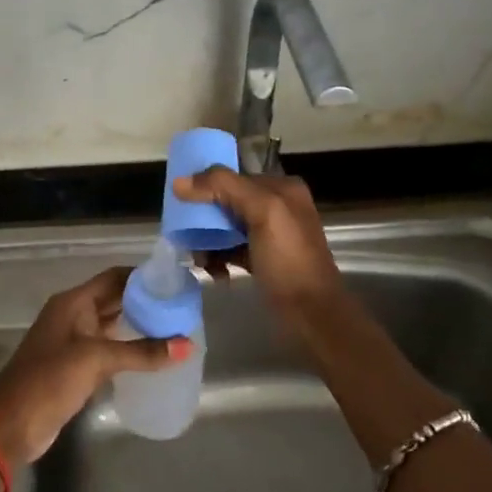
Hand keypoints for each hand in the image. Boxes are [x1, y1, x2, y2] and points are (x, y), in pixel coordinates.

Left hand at [0, 267, 193, 467]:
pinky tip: (152, 358)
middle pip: (114, 300)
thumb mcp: (97, 360)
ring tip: (175, 331)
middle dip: (145, 302)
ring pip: (111, 326)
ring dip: (138, 327)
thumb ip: (141, 352)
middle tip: (182, 309)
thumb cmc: (49, 381)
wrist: (11, 426)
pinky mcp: (74, 368)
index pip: (114, 278)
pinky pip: (107, 350)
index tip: (175, 283)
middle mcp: (72, 316)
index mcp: (72, 302)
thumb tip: (187, 345)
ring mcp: (72, 342)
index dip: (142, 277)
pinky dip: (128, 350)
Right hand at [171, 167, 343, 313]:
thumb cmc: (289, 260)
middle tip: (187, 237)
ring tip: (200, 261)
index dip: (206, 187)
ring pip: (225, 227)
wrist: (312, 314)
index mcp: (282, 188)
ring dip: (207, 242)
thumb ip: (224, 188)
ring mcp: (269, 234)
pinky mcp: (262, 259)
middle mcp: (277, 206)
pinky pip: (231, 249)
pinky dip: (218, 258)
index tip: (181, 204)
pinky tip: (214, 272)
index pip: (234, 177)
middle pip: (226, 202)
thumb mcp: (263, 213)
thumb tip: (180, 182)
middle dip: (204, 219)